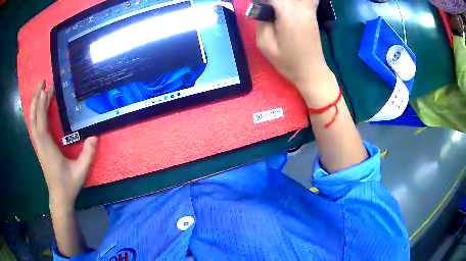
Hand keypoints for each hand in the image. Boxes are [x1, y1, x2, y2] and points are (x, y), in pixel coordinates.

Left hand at [29, 81, 97, 207]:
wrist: (59, 198)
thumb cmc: (68, 185)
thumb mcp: (81, 171)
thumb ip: (88, 154)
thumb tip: (95, 136)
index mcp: (48, 149)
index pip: (41, 123)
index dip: (42, 105)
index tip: (47, 89)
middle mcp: (40, 145)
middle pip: (33, 119)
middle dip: (36, 100)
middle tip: (42, 83)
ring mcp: (39, 147)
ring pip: (32, 123)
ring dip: (34, 106)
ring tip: (40, 91)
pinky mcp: (39, 148)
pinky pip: (34, 128)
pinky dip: (35, 115)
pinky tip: (38, 109)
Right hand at [256, 0, 336, 104]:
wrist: (312, 71)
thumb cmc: (288, 62)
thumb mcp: (265, 45)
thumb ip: (261, 23)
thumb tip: (261, 8)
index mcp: (288, 15)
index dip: (262, 1)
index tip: (257, 7)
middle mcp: (300, 9)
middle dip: (272, 1)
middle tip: (265, 11)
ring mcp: (309, 11)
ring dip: (283, 2)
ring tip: (276, 11)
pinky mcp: (312, 14)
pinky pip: (308, 0)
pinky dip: (298, 2)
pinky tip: (290, 7)